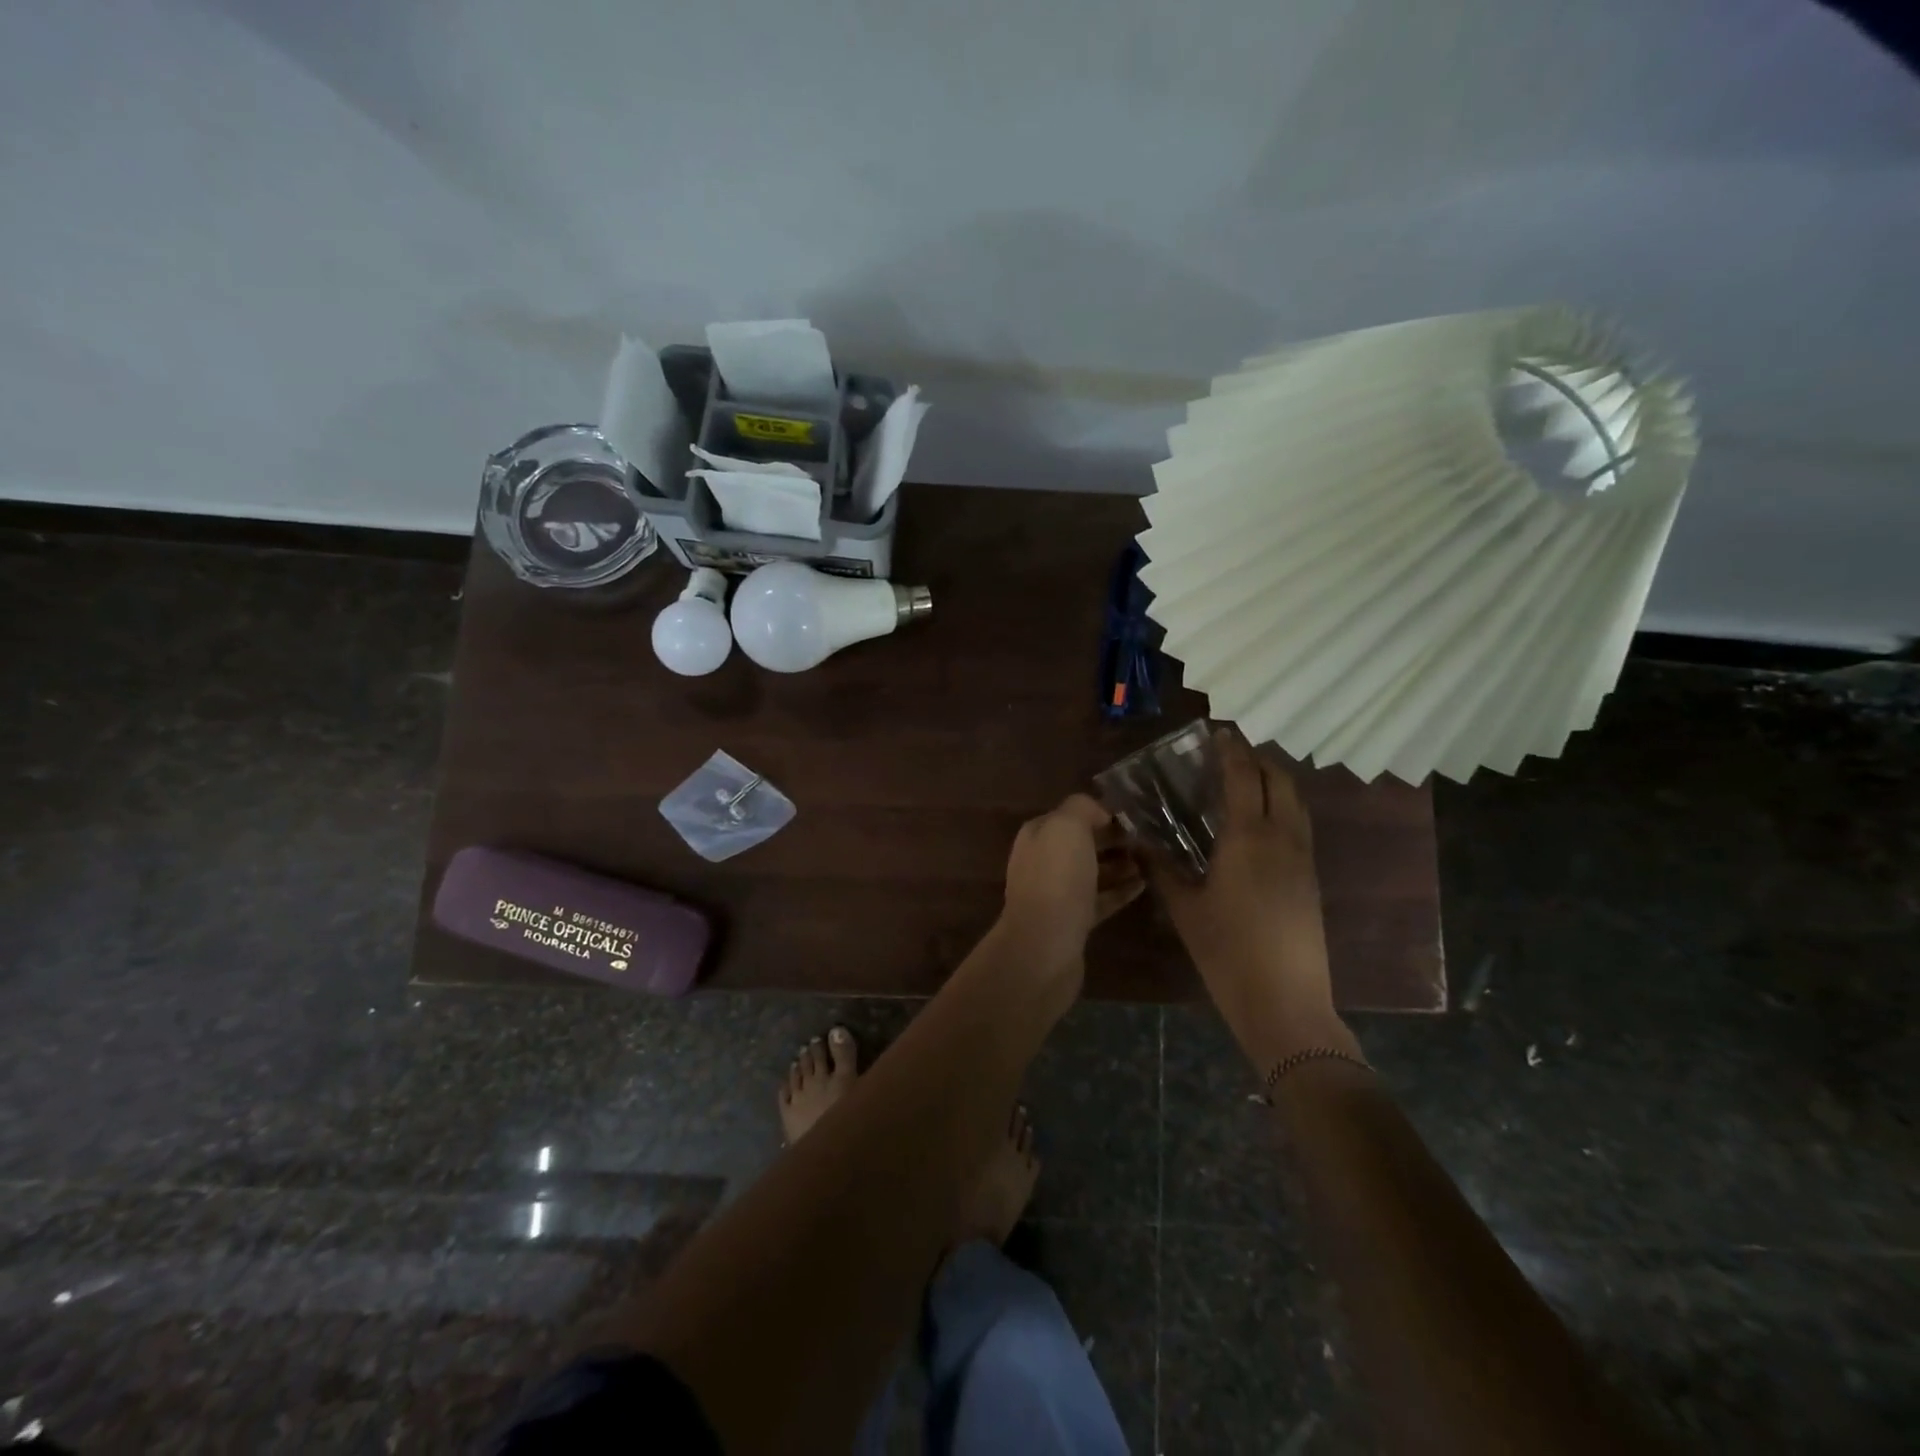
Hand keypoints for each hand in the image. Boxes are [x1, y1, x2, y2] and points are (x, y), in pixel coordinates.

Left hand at [999, 794, 1143, 972]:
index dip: (1099, 813)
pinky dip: (1119, 892)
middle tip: (1146, 839)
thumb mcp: (1067, 826)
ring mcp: (1057, 894)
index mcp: (1037, 835)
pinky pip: (1100, 900)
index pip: (1070, 816)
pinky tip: (1143, 886)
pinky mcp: (1073, 922)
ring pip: (1092, 873)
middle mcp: (1043, 862)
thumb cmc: (1056, 878)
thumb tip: (1099, 812)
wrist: (1045, 944)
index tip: (1132, 816)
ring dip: (1119, 866)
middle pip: (1081, 845)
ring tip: (1150, 860)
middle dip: (1112, 840)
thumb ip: (1082, 808)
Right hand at [1150, 731, 1350, 1065]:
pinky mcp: (1312, 879)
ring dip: (1274, 782)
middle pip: (1280, 780)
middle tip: (1231, 754)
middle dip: (1258, 759)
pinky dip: (1282, 808)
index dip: (1231, 750)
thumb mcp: (1184, 907)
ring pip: (1296, 802)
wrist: (1284, 1000)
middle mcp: (1282, 837)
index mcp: (1248, 837)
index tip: (1219, 732)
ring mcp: (1303, 858)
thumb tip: (1138, 839)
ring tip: (1245, 782)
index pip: (1243, 776)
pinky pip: (1299, 826)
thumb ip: (1161, 867)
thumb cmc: (1225, 950)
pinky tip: (1258, 825)